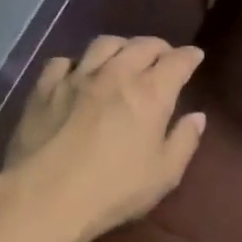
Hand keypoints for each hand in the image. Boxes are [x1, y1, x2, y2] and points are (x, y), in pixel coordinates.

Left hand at [0, 35, 206, 241]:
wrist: (46, 197)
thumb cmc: (114, 190)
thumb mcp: (164, 175)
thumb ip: (184, 141)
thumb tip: (197, 117)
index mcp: (150, 93)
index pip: (177, 61)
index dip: (189, 56)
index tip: (195, 56)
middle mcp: (116, 74)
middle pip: (142, 45)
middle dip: (158, 47)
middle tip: (163, 57)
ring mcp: (77, 78)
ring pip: (103, 45)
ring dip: (120, 47)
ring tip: (123, 57)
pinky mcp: (44, 88)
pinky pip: (62, 62)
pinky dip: (76, 63)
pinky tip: (77, 74)